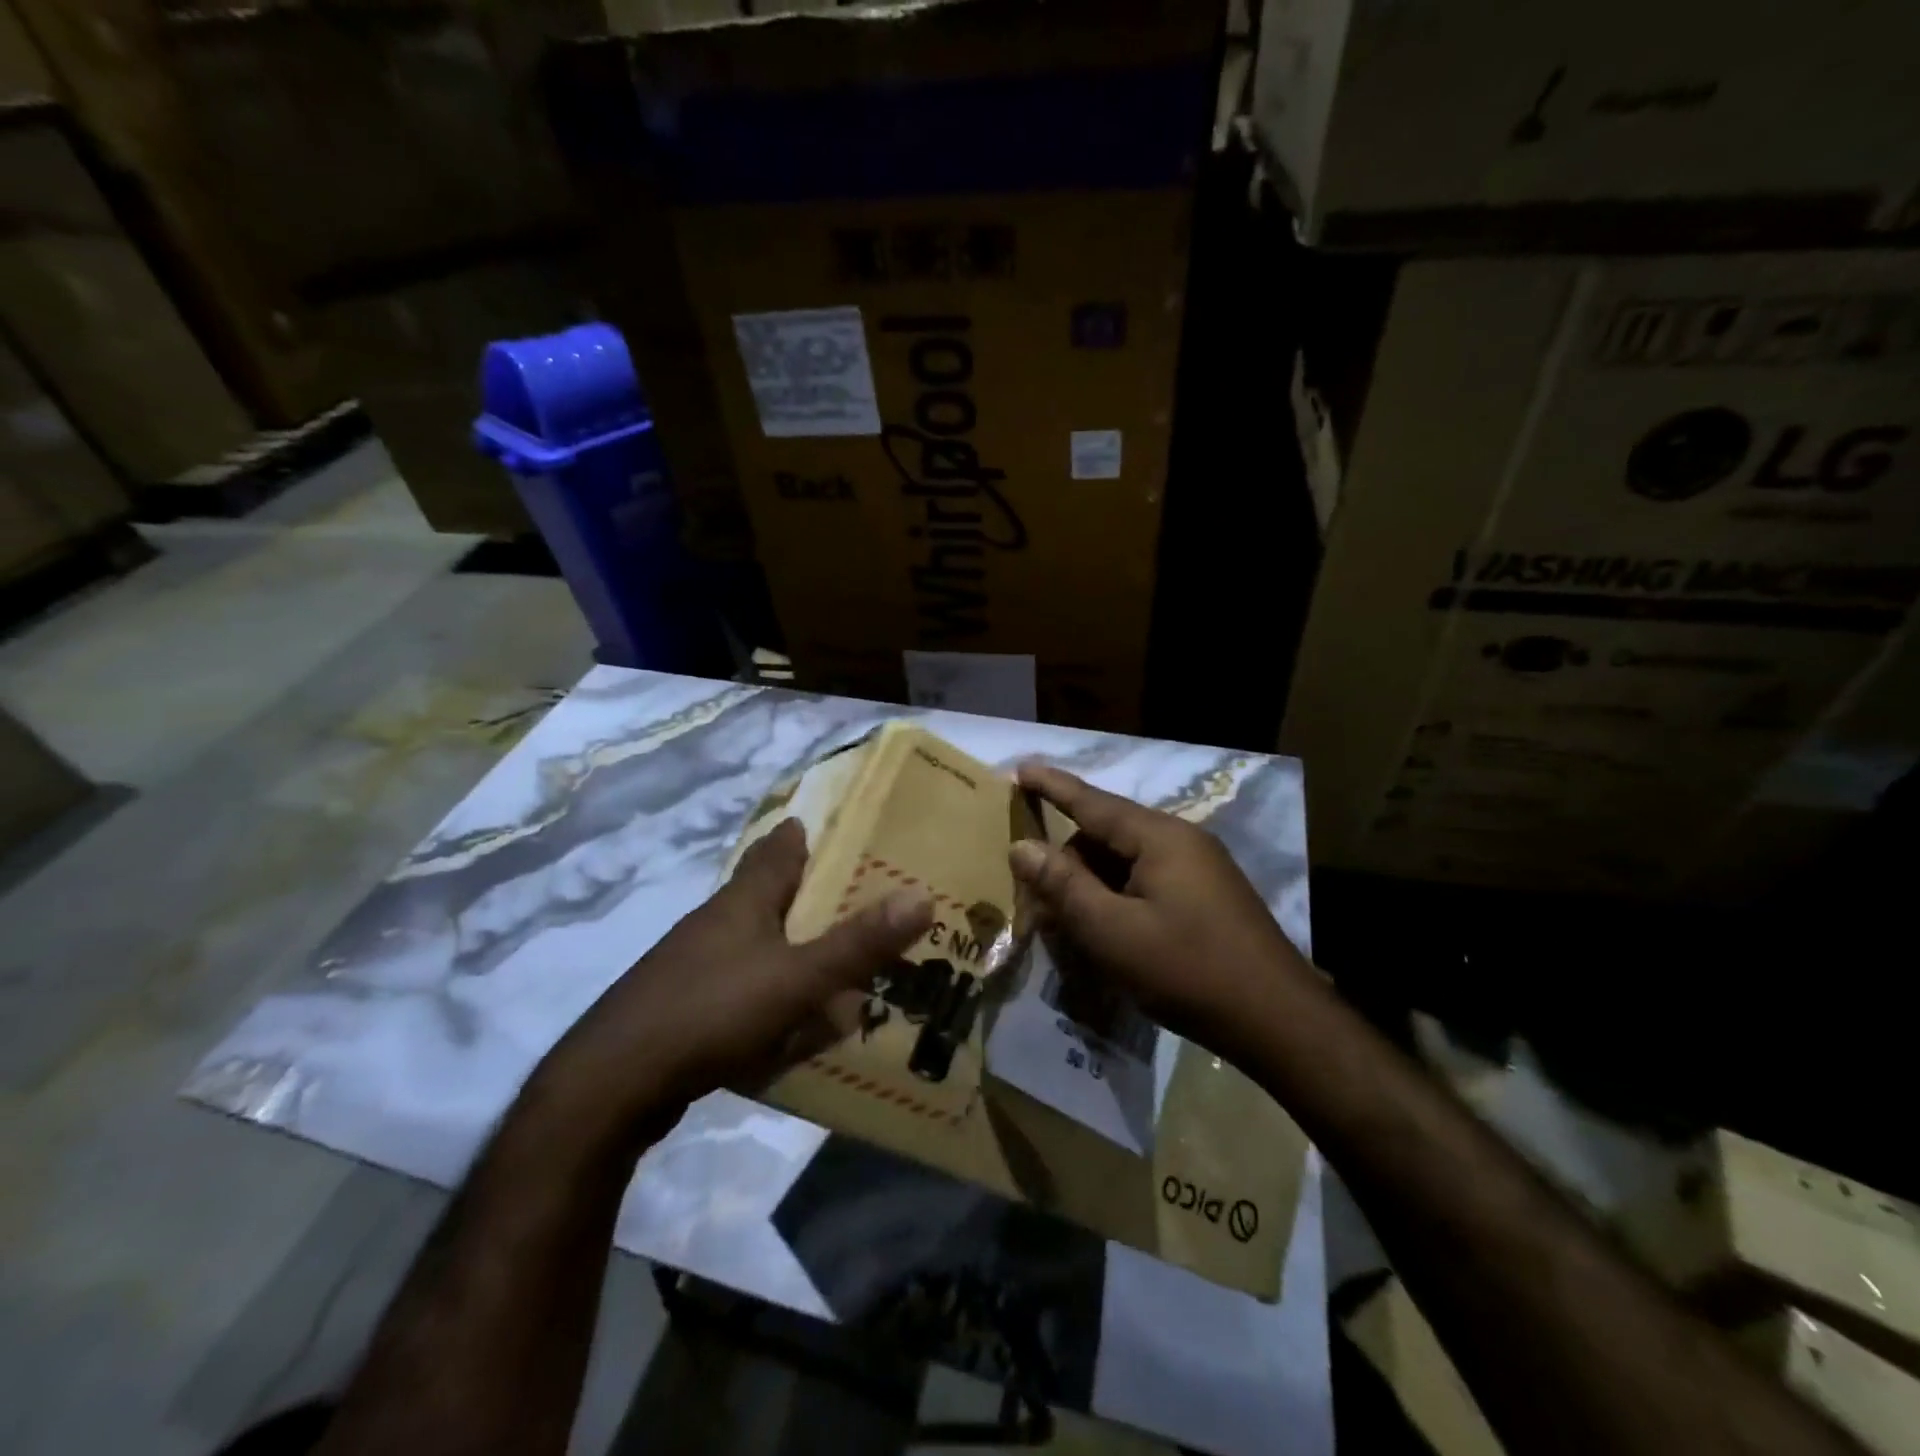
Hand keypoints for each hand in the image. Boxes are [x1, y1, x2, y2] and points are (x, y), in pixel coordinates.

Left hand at [533, 818, 933, 1143]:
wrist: (614, 1085)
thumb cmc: (711, 1011)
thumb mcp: (797, 978)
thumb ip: (858, 943)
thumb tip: (922, 896)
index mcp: (743, 902)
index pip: (777, 851)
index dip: (801, 835)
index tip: (830, 824)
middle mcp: (716, 924)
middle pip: (765, 894)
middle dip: (803, 892)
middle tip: (852, 896)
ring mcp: (693, 967)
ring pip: (753, 944)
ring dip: (787, 946)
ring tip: (830, 960)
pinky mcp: (683, 1009)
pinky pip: (740, 989)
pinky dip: (768, 993)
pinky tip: (786, 1021)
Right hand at [1009, 763, 1315, 1061]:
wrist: (1279, 1020)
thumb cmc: (1187, 969)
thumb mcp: (1112, 931)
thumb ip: (1064, 886)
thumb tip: (1022, 847)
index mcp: (1159, 837)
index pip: (1092, 801)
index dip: (1052, 786)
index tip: (1020, 768)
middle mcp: (1181, 841)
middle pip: (1106, 836)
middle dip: (1067, 863)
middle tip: (1036, 901)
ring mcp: (1199, 869)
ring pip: (1126, 863)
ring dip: (1092, 887)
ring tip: (1067, 926)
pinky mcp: (1207, 897)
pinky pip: (1147, 882)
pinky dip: (1118, 900)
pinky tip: (1106, 934)